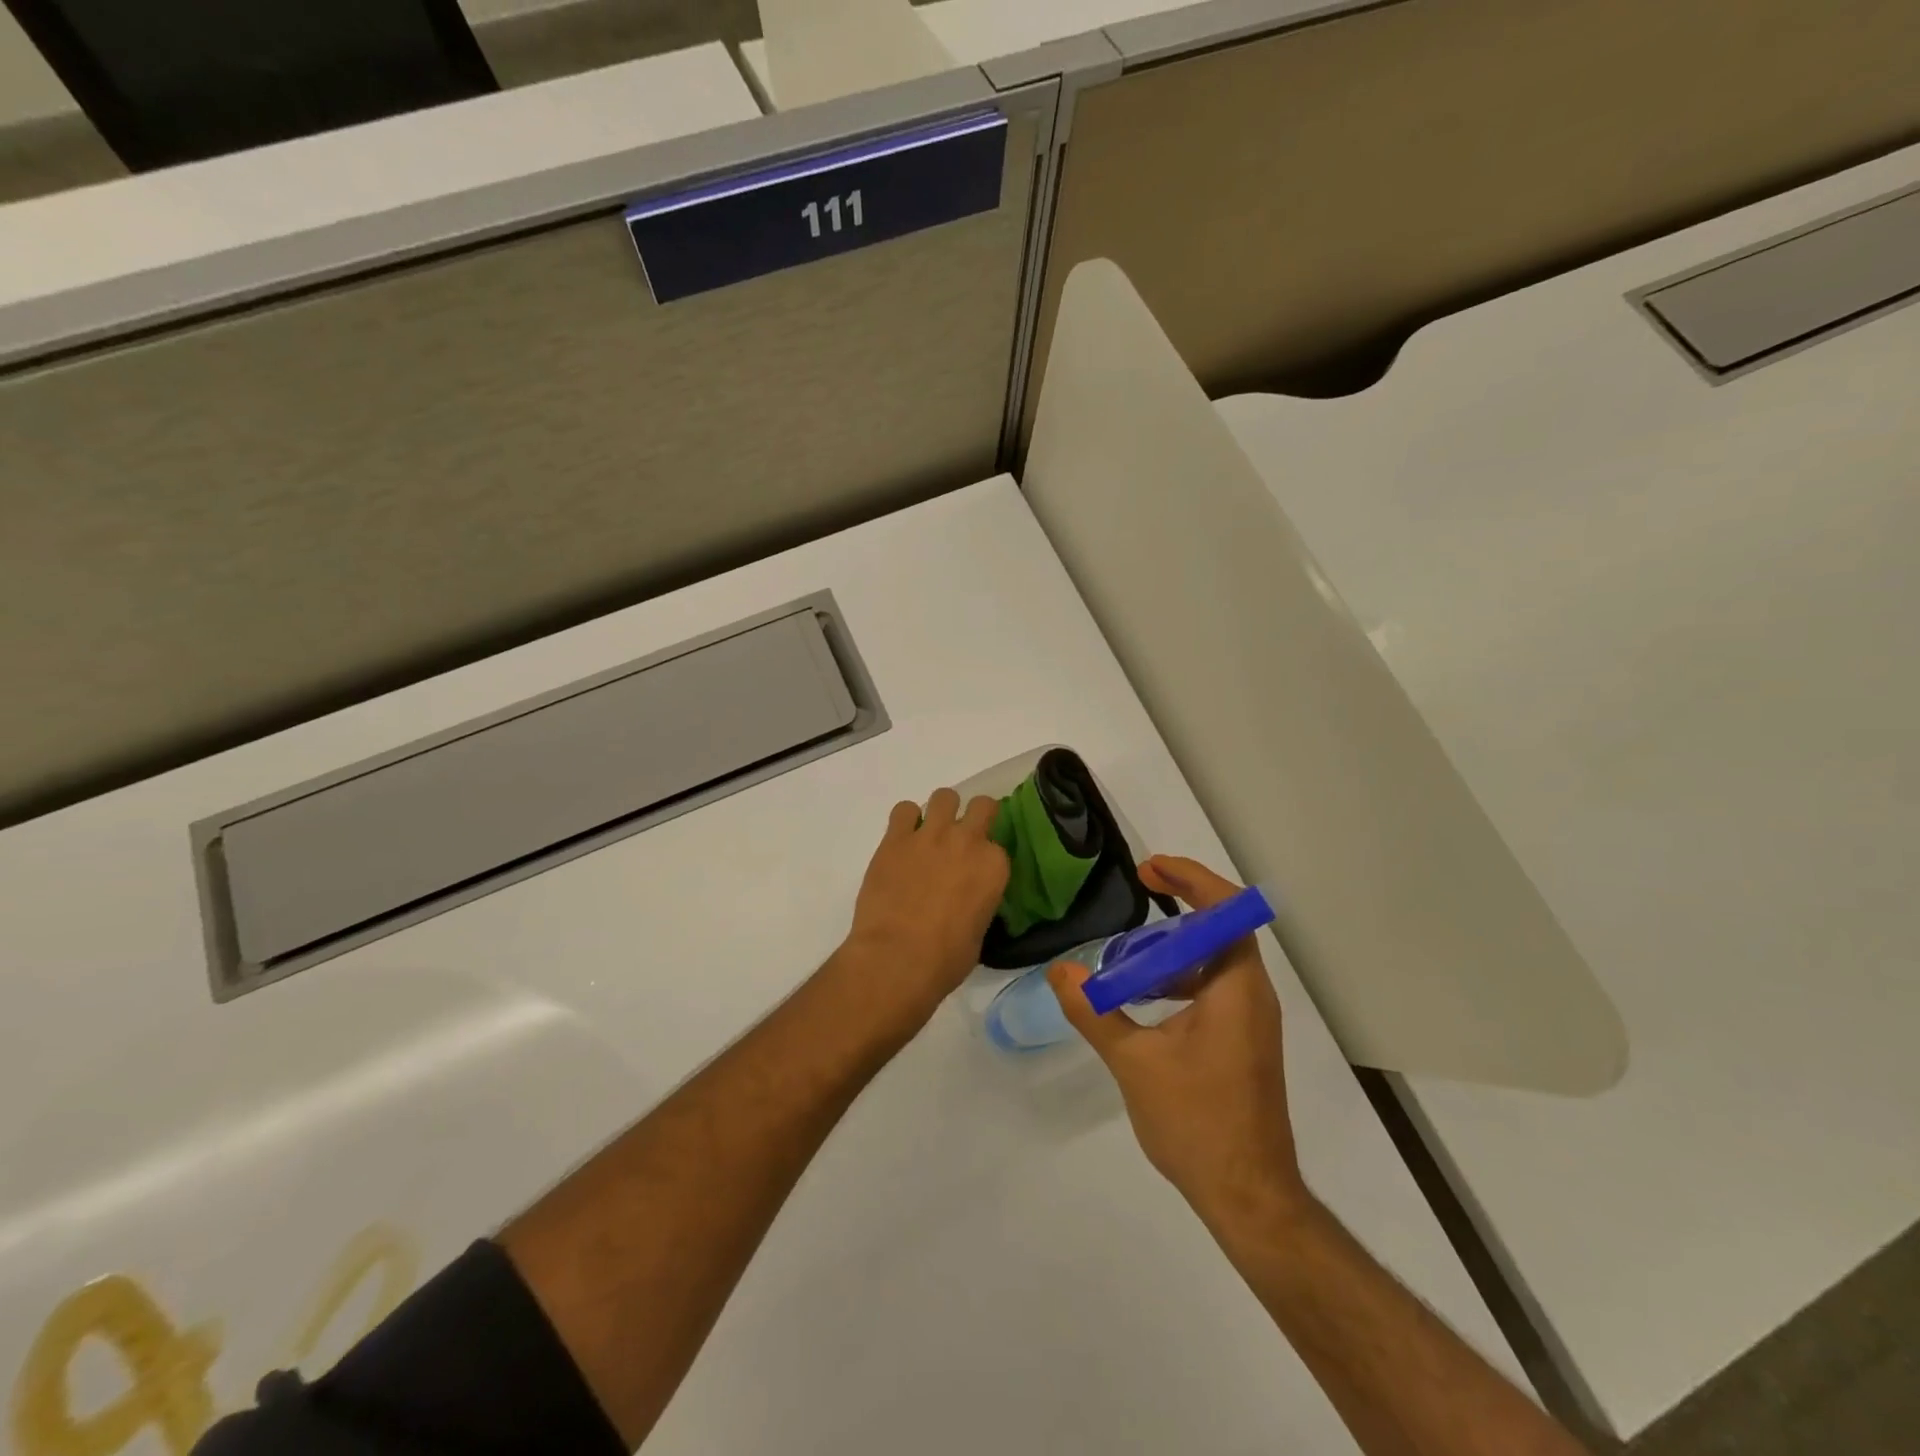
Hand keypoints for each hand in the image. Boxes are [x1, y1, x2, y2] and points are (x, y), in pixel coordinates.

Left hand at [836, 788, 1009, 1035]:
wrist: (897, 958)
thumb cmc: (945, 959)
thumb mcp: (979, 932)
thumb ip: (979, 903)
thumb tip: (967, 901)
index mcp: (994, 866)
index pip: (998, 846)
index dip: (986, 857)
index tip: (976, 870)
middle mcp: (967, 841)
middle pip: (981, 805)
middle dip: (975, 816)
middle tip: (961, 837)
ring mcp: (930, 835)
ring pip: (944, 797)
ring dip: (941, 811)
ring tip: (930, 833)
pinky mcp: (895, 838)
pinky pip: (904, 810)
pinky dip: (905, 820)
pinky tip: (902, 839)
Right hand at [1049, 855, 1307, 1227]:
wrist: (1249, 1197)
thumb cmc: (1198, 1123)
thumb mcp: (1134, 1063)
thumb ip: (1094, 1012)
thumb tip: (1059, 971)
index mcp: (1236, 989)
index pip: (1226, 911)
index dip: (1192, 879)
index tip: (1151, 869)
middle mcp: (1252, 996)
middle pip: (1222, 928)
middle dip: (1182, 902)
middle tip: (1141, 888)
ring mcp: (1250, 1021)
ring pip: (1215, 961)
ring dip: (1176, 945)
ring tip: (1129, 949)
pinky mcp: (1242, 1043)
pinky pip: (1213, 989)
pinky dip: (1179, 978)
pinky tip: (1142, 997)